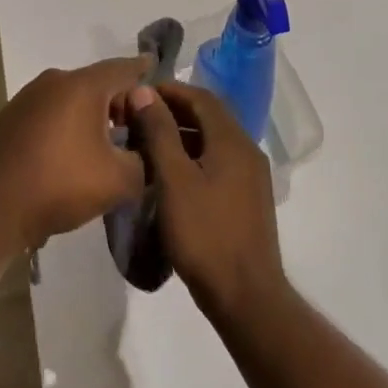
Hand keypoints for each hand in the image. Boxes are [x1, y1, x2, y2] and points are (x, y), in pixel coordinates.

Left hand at [0, 58, 147, 251]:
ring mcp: (28, 97)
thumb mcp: (119, 180)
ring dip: (93, 115)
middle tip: (139, 126)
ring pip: (72, 98)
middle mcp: (54, 81)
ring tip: (110, 143)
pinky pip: (52, 112)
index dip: (144, 70)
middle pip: (97, 83)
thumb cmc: (60, 184)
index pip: (123, 68)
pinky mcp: (12, 117)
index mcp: (82, 85)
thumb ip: (145, 161)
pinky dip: (69, 124)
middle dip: (120, 101)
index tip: (156, 67)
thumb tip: (146, 153)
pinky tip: (75, 152)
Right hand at [130, 82, 285, 322]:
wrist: (246, 297)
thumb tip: (144, 91)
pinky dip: (192, 157)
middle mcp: (247, 150)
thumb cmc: (205, 234)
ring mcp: (250, 177)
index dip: (168, 90)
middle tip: (137, 118)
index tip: (137, 94)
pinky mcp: (247, 199)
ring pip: (212, 141)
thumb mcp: (174, 179)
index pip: (200, 97)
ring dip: (180, 135)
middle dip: (172, 111)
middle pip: (208, 116)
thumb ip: (159, 131)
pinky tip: (169, 176)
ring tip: (146, 145)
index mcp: (232, 140)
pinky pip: (217, 163)